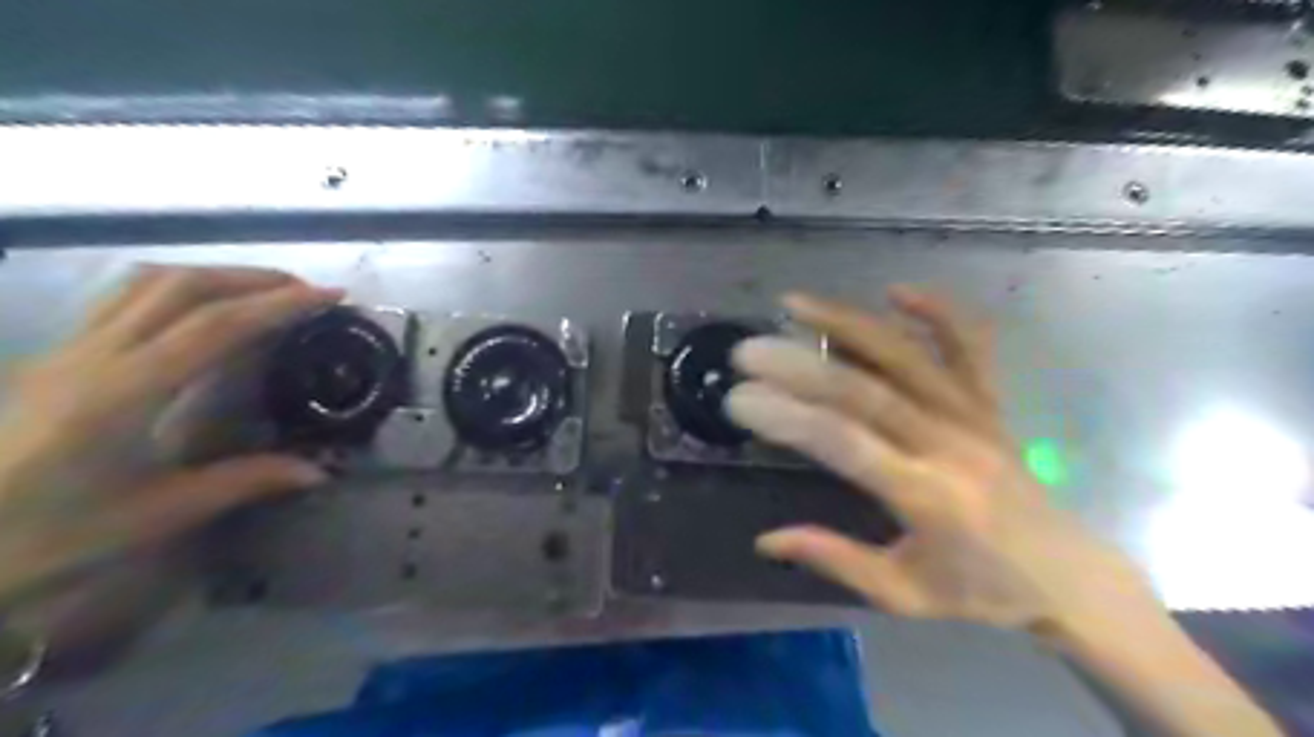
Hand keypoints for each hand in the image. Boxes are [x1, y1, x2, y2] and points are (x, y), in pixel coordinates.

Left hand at [0, 269, 338, 607]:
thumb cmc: (43, 537)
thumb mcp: (155, 515)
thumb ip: (242, 481)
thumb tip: (318, 470)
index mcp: (124, 392)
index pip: (217, 325)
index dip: (280, 304)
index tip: (331, 296)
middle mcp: (94, 355)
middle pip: (182, 286)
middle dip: (255, 279)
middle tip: (308, 291)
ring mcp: (68, 349)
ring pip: (147, 282)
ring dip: (216, 276)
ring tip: (265, 291)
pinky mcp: (57, 355)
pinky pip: (125, 297)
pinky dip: (179, 287)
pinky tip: (203, 308)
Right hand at [734, 289, 1151, 639]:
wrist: (1068, 576)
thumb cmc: (981, 589)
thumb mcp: (902, 593)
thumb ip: (834, 559)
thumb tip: (765, 540)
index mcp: (926, 496)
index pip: (844, 443)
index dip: (788, 417)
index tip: (740, 400)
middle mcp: (949, 445)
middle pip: (865, 390)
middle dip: (799, 366)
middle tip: (747, 351)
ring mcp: (975, 416)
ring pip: (907, 356)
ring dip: (849, 323)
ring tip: (796, 303)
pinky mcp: (991, 404)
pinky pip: (970, 347)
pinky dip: (938, 313)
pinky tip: (896, 291)